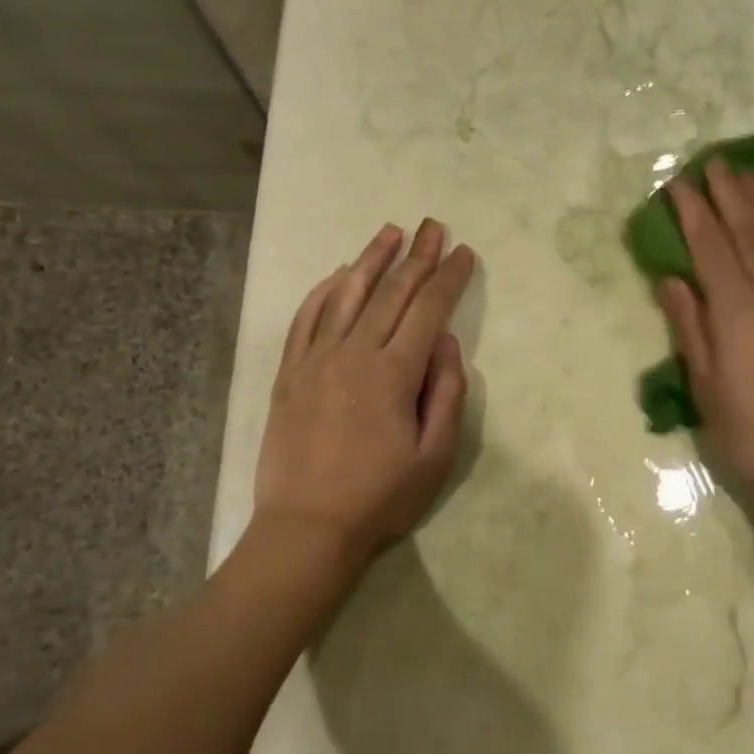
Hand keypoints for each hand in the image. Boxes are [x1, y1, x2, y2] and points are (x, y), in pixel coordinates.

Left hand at [254, 219, 475, 572]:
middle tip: (433, 226)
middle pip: (390, 293)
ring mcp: (315, 360)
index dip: (449, 278)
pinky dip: (323, 291)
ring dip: (370, 260)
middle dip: (416, 256)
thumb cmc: (380, 497)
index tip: (464, 253)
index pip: (428, 310)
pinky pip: (306, 319)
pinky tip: (337, 275)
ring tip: (389, 232)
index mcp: (393, 373)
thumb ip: (446, 393)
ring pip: (345, 295)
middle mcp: (353, 354)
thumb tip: (448, 342)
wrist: (306, 528)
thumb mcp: (435, 455)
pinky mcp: (289, 373)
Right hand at [656, 160, 753, 516]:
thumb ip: (690, 327)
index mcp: (737, 310)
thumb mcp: (706, 386)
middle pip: (750, 231)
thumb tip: (671, 280)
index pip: (710, 246)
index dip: (693, 212)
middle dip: (729, 194)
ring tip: (750, 176)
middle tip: (713, 163)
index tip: (678, 183)